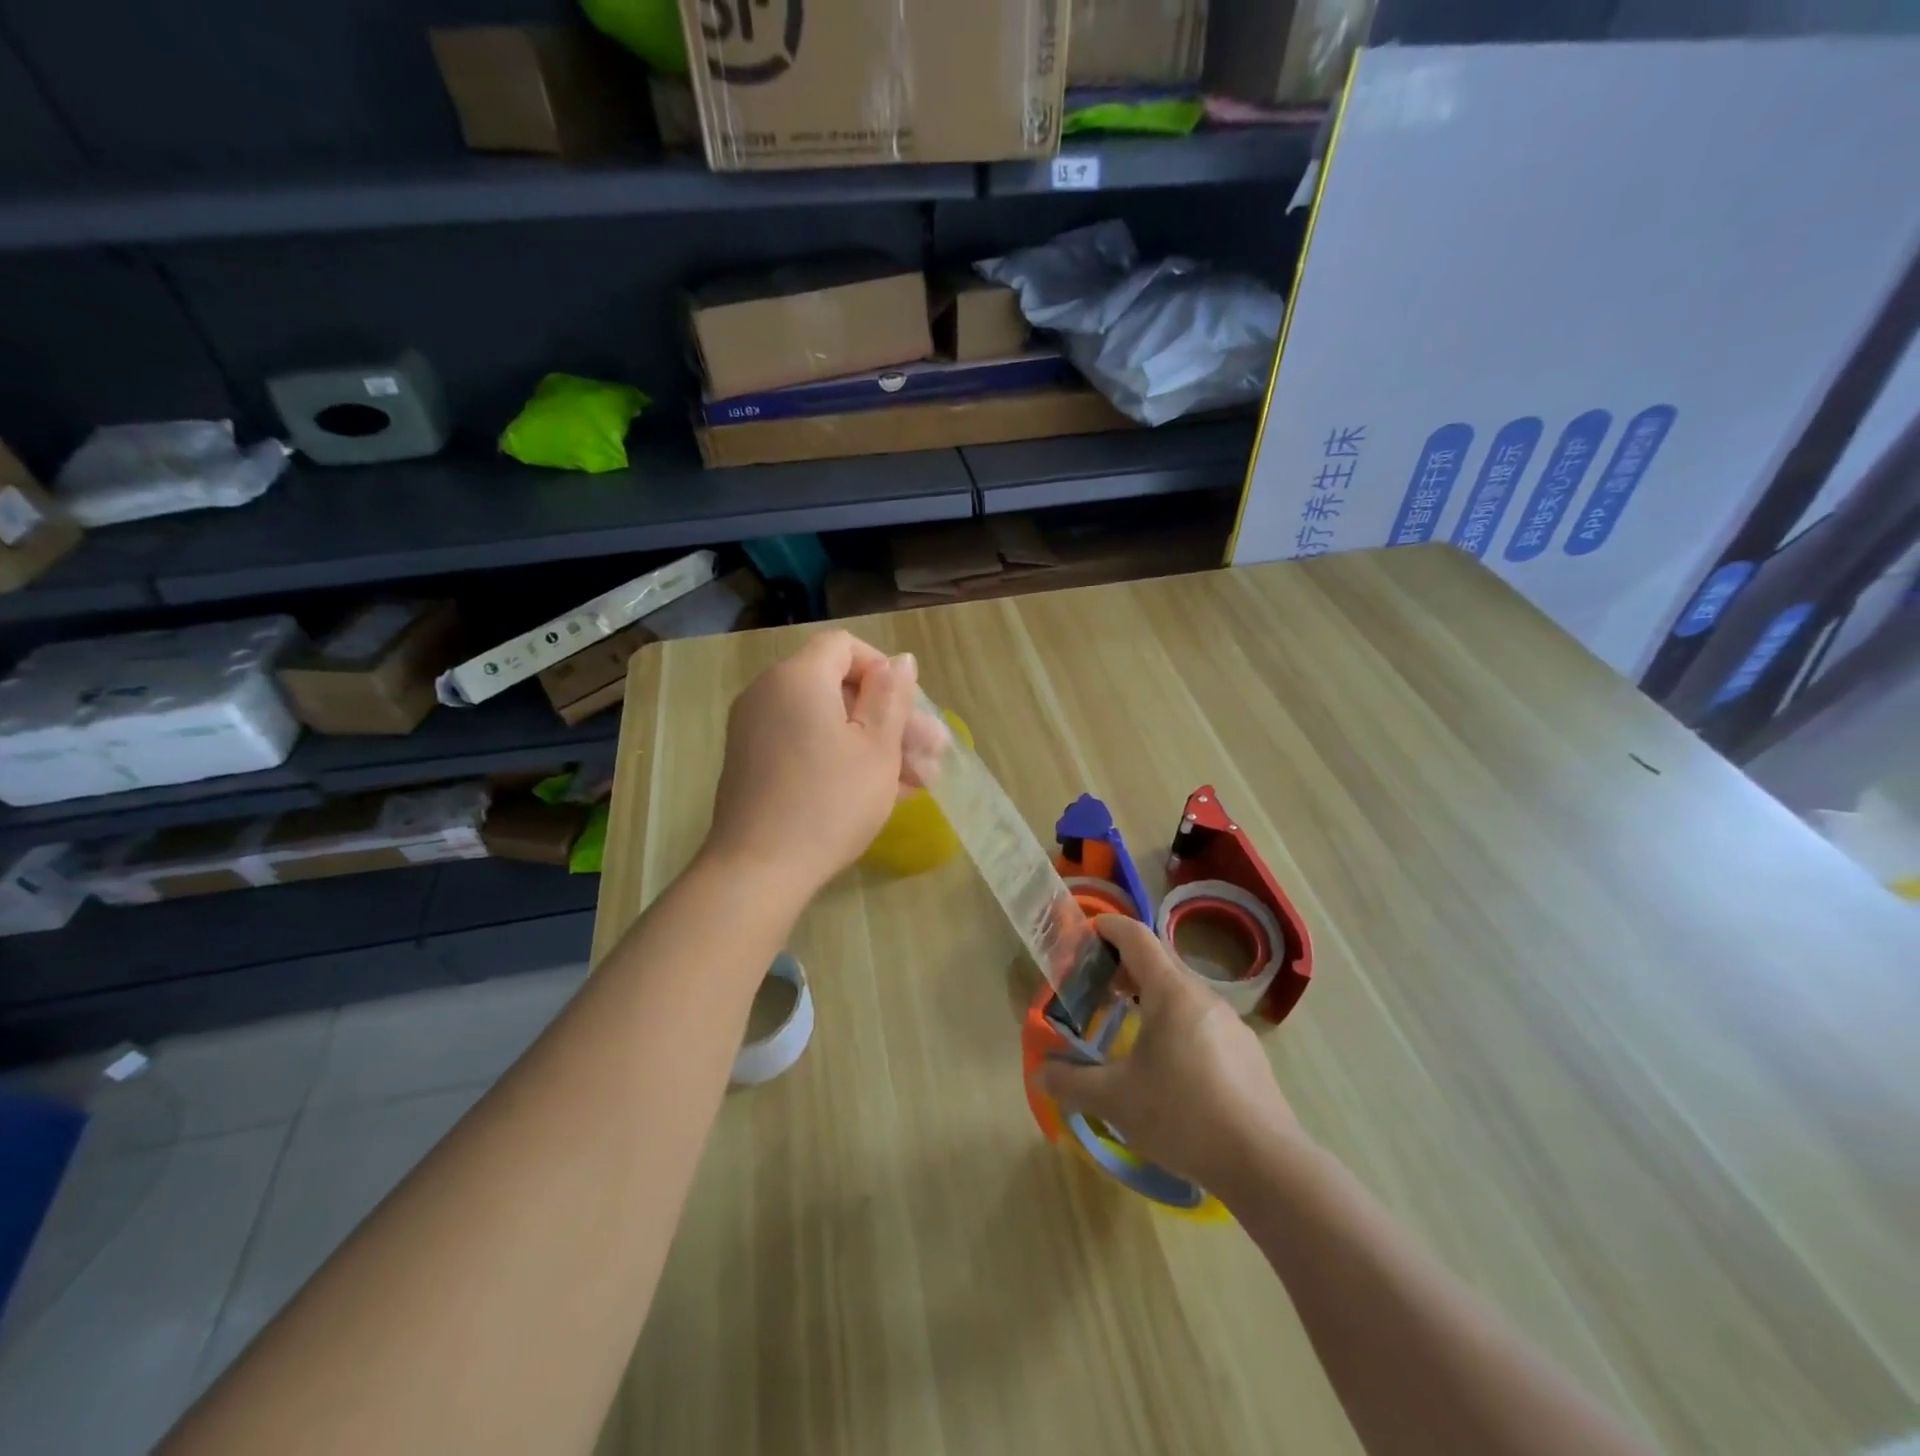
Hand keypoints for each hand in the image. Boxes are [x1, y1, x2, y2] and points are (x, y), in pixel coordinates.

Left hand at [705, 630, 946, 896]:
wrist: (758, 870)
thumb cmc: (829, 802)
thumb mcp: (876, 748)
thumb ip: (892, 697)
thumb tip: (901, 660)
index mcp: (798, 678)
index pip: (844, 647)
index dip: (884, 671)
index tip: (910, 710)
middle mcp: (769, 693)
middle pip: (840, 688)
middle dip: (891, 719)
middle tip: (933, 754)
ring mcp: (756, 730)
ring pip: (828, 722)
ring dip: (875, 745)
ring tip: (920, 783)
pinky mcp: (754, 763)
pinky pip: (806, 744)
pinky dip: (842, 758)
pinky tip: (884, 792)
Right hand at [1035, 915, 1301, 1195]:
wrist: (1266, 1164)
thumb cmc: (1182, 1114)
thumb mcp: (1115, 1100)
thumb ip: (1072, 1083)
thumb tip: (1040, 1073)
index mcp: (1170, 991)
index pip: (1136, 936)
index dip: (1107, 928)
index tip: (1085, 936)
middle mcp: (1203, 996)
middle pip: (1159, 963)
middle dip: (1124, 969)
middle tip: (1097, 992)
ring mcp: (1232, 1024)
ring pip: (1183, 995)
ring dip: (1152, 999)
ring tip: (1130, 1030)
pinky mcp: (1249, 1055)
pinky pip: (1204, 1023)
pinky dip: (1178, 1026)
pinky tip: (1171, 1069)